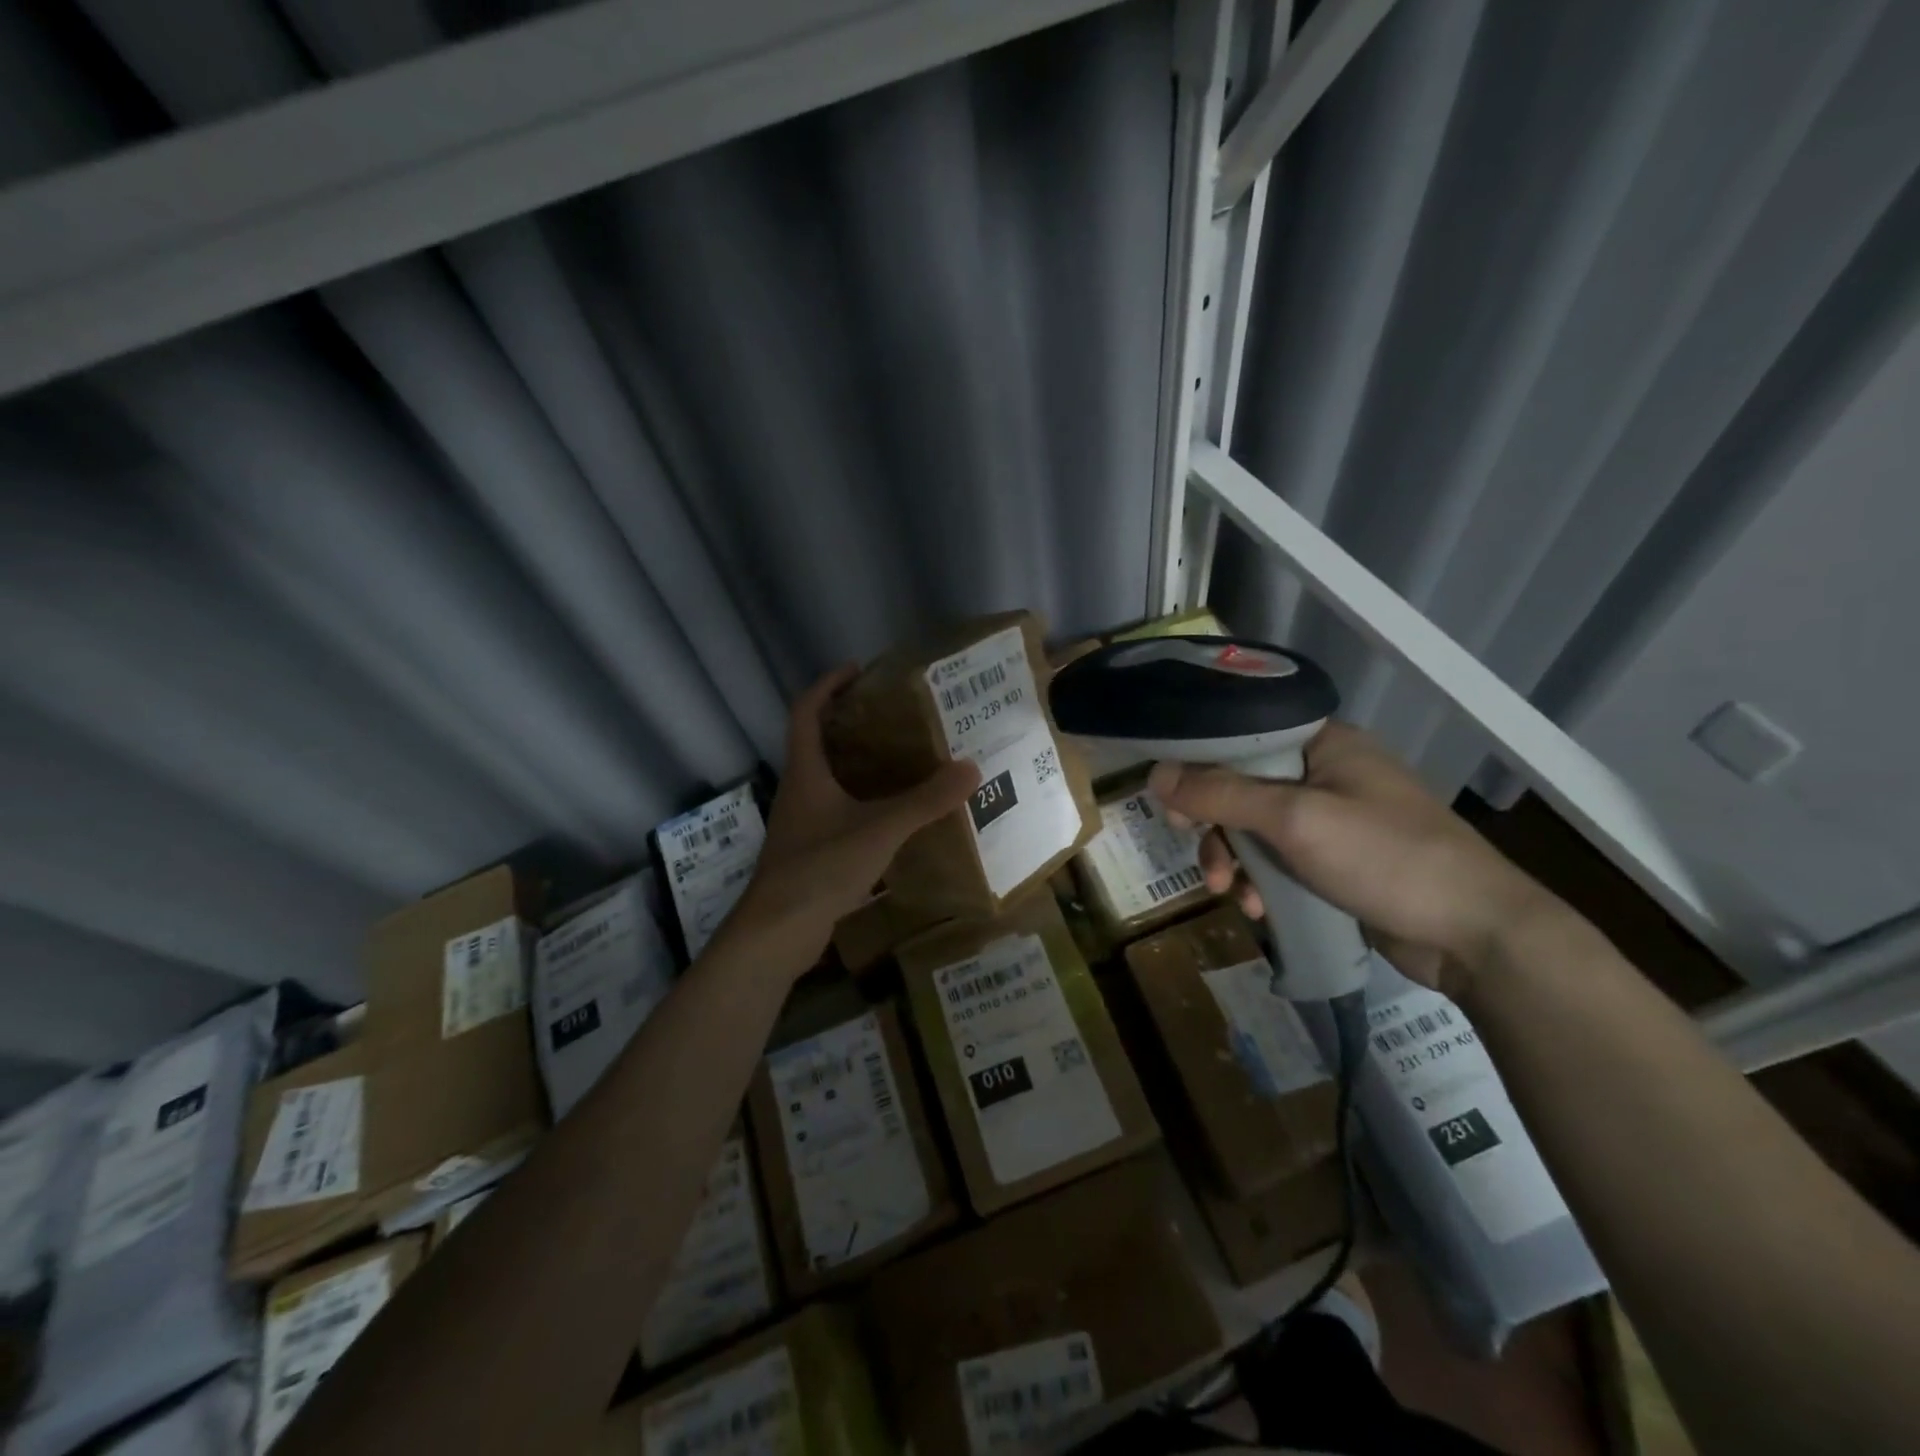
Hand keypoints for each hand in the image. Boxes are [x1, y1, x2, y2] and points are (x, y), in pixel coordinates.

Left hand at [731, 666, 979, 959]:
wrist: (776, 933)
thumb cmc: (820, 867)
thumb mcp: (879, 829)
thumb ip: (924, 801)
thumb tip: (970, 768)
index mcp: (805, 772)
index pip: (806, 711)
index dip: (827, 685)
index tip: (857, 670)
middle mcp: (798, 791)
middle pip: (817, 743)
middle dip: (849, 724)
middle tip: (893, 717)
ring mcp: (801, 824)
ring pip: (828, 781)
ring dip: (857, 766)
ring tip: (901, 761)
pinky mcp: (809, 853)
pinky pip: (836, 814)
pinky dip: (861, 805)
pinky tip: (892, 818)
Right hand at [1147, 722, 1562, 994]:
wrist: (1475, 934)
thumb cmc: (1385, 857)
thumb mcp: (1294, 820)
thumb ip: (1221, 794)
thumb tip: (1155, 774)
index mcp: (1322, 743)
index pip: (1240, 737)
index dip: (1199, 765)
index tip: (1171, 802)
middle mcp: (1325, 773)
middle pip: (1241, 786)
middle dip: (1215, 826)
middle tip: (1195, 849)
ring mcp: (1333, 819)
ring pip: (1255, 828)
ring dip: (1234, 860)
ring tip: (1229, 894)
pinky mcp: (1337, 860)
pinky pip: (1279, 860)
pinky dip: (1261, 881)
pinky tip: (1259, 909)